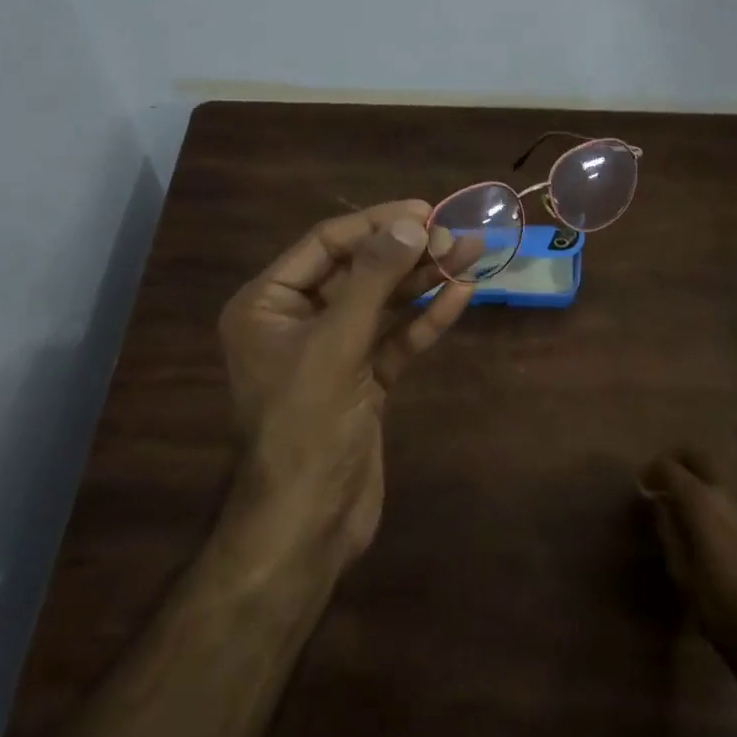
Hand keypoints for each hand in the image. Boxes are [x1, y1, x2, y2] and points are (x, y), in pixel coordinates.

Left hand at [218, 200, 478, 561]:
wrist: (309, 525)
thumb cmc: (307, 426)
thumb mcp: (336, 345)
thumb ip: (372, 280)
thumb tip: (409, 223)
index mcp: (266, 304)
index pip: (325, 245)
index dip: (376, 224)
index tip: (424, 211)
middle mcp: (296, 321)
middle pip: (358, 271)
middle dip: (407, 252)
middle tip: (455, 234)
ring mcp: (332, 352)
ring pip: (382, 304)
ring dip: (424, 280)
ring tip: (470, 252)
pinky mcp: (363, 381)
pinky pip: (395, 339)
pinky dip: (425, 319)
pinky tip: (461, 295)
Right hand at [641, 446, 736, 657]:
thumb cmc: (719, 605)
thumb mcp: (680, 569)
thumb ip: (668, 527)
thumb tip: (662, 503)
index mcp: (702, 501)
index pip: (670, 467)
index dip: (653, 471)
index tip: (645, 484)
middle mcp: (731, 489)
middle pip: (702, 453)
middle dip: (682, 458)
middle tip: (671, 474)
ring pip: (729, 467)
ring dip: (709, 472)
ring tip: (700, 493)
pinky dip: (732, 493)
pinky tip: (729, 516)